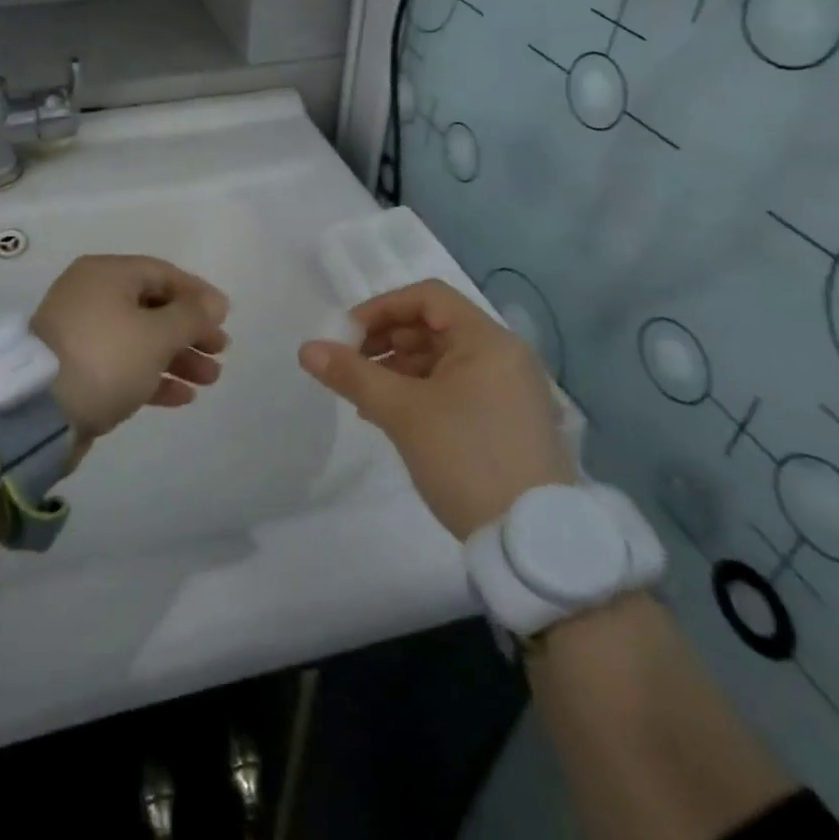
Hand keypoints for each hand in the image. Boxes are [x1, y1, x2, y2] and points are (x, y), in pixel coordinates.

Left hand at [33, 256, 229, 448]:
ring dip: (177, 356)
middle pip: (152, 306)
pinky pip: (123, 364)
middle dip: (190, 330)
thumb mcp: (156, 334)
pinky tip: (182, 396)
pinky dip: (152, 376)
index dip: (198, 294)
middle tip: (220, 352)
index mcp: (106, 274)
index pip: (162, 274)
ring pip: (140, 338)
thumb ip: (191, 316)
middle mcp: (91, 295)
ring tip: (210, 379)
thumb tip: (214, 303)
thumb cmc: (105, 358)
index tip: (225, 319)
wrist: (38, 413)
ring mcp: (81, 333)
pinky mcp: (77, 369)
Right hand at [298, 279, 573, 537]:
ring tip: (363, 396)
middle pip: (433, 327)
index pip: (427, 297)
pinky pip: (454, 388)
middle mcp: (503, 356)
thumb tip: (306, 349)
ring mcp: (508, 391)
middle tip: (350, 366)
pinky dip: (419, 392)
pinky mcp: (505, 422)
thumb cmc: (466, 458)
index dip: (381, 308)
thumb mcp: (401, 412)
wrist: (531, 542)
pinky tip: (389, 416)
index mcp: (487, 340)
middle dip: (385, 341)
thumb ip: (352, 375)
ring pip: (441, 360)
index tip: (347, 336)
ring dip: (397, 369)